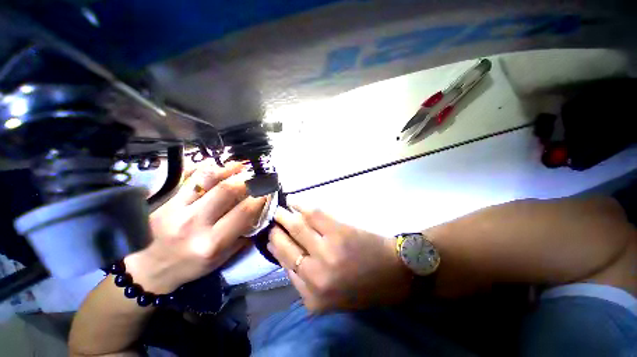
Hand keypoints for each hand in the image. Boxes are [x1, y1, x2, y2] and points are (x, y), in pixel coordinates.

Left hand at [124, 160, 265, 293]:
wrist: (147, 270)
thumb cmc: (189, 267)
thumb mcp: (221, 259)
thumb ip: (242, 237)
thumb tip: (258, 215)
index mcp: (212, 243)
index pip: (244, 212)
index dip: (260, 197)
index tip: (268, 190)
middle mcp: (195, 224)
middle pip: (227, 191)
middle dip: (247, 180)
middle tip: (256, 176)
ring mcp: (177, 210)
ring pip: (207, 179)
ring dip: (229, 169)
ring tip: (240, 165)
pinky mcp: (165, 202)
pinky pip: (189, 178)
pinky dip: (206, 168)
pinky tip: (218, 165)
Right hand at [268, 206, 412, 311]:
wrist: (395, 273)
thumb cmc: (365, 286)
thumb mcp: (332, 297)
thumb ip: (307, 282)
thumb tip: (287, 256)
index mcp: (313, 297)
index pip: (285, 267)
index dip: (276, 249)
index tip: (271, 239)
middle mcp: (315, 275)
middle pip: (285, 247)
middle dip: (275, 232)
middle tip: (272, 222)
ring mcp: (327, 250)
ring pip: (296, 227)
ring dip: (284, 216)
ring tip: (279, 210)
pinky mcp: (338, 231)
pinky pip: (313, 214)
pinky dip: (301, 206)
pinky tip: (295, 202)